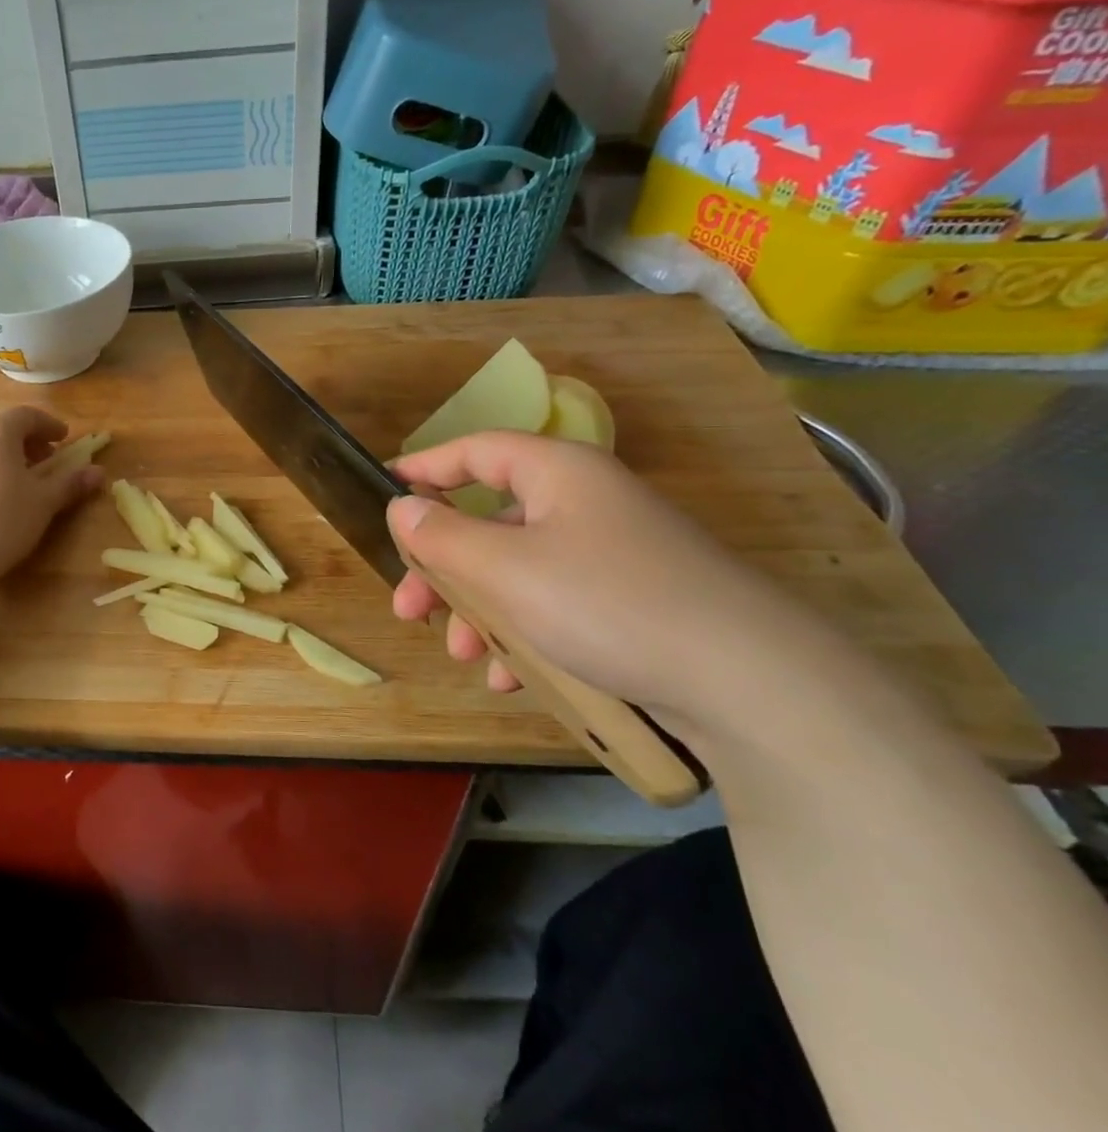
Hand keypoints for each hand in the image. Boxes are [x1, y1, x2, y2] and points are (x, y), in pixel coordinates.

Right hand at [387, 432, 835, 732]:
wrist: (747, 681)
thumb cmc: (604, 602)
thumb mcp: (503, 568)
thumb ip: (441, 536)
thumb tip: (402, 509)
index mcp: (558, 473)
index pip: (476, 450)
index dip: (426, 466)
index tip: (385, 487)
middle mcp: (586, 503)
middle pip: (491, 521)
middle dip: (444, 569)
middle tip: (410, 609)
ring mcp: (614, 554)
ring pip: (519, 571)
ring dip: (480, 612)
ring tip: (465, 655)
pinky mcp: (634, 601)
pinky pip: (557, 605)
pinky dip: (525, 635)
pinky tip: (514, 678)